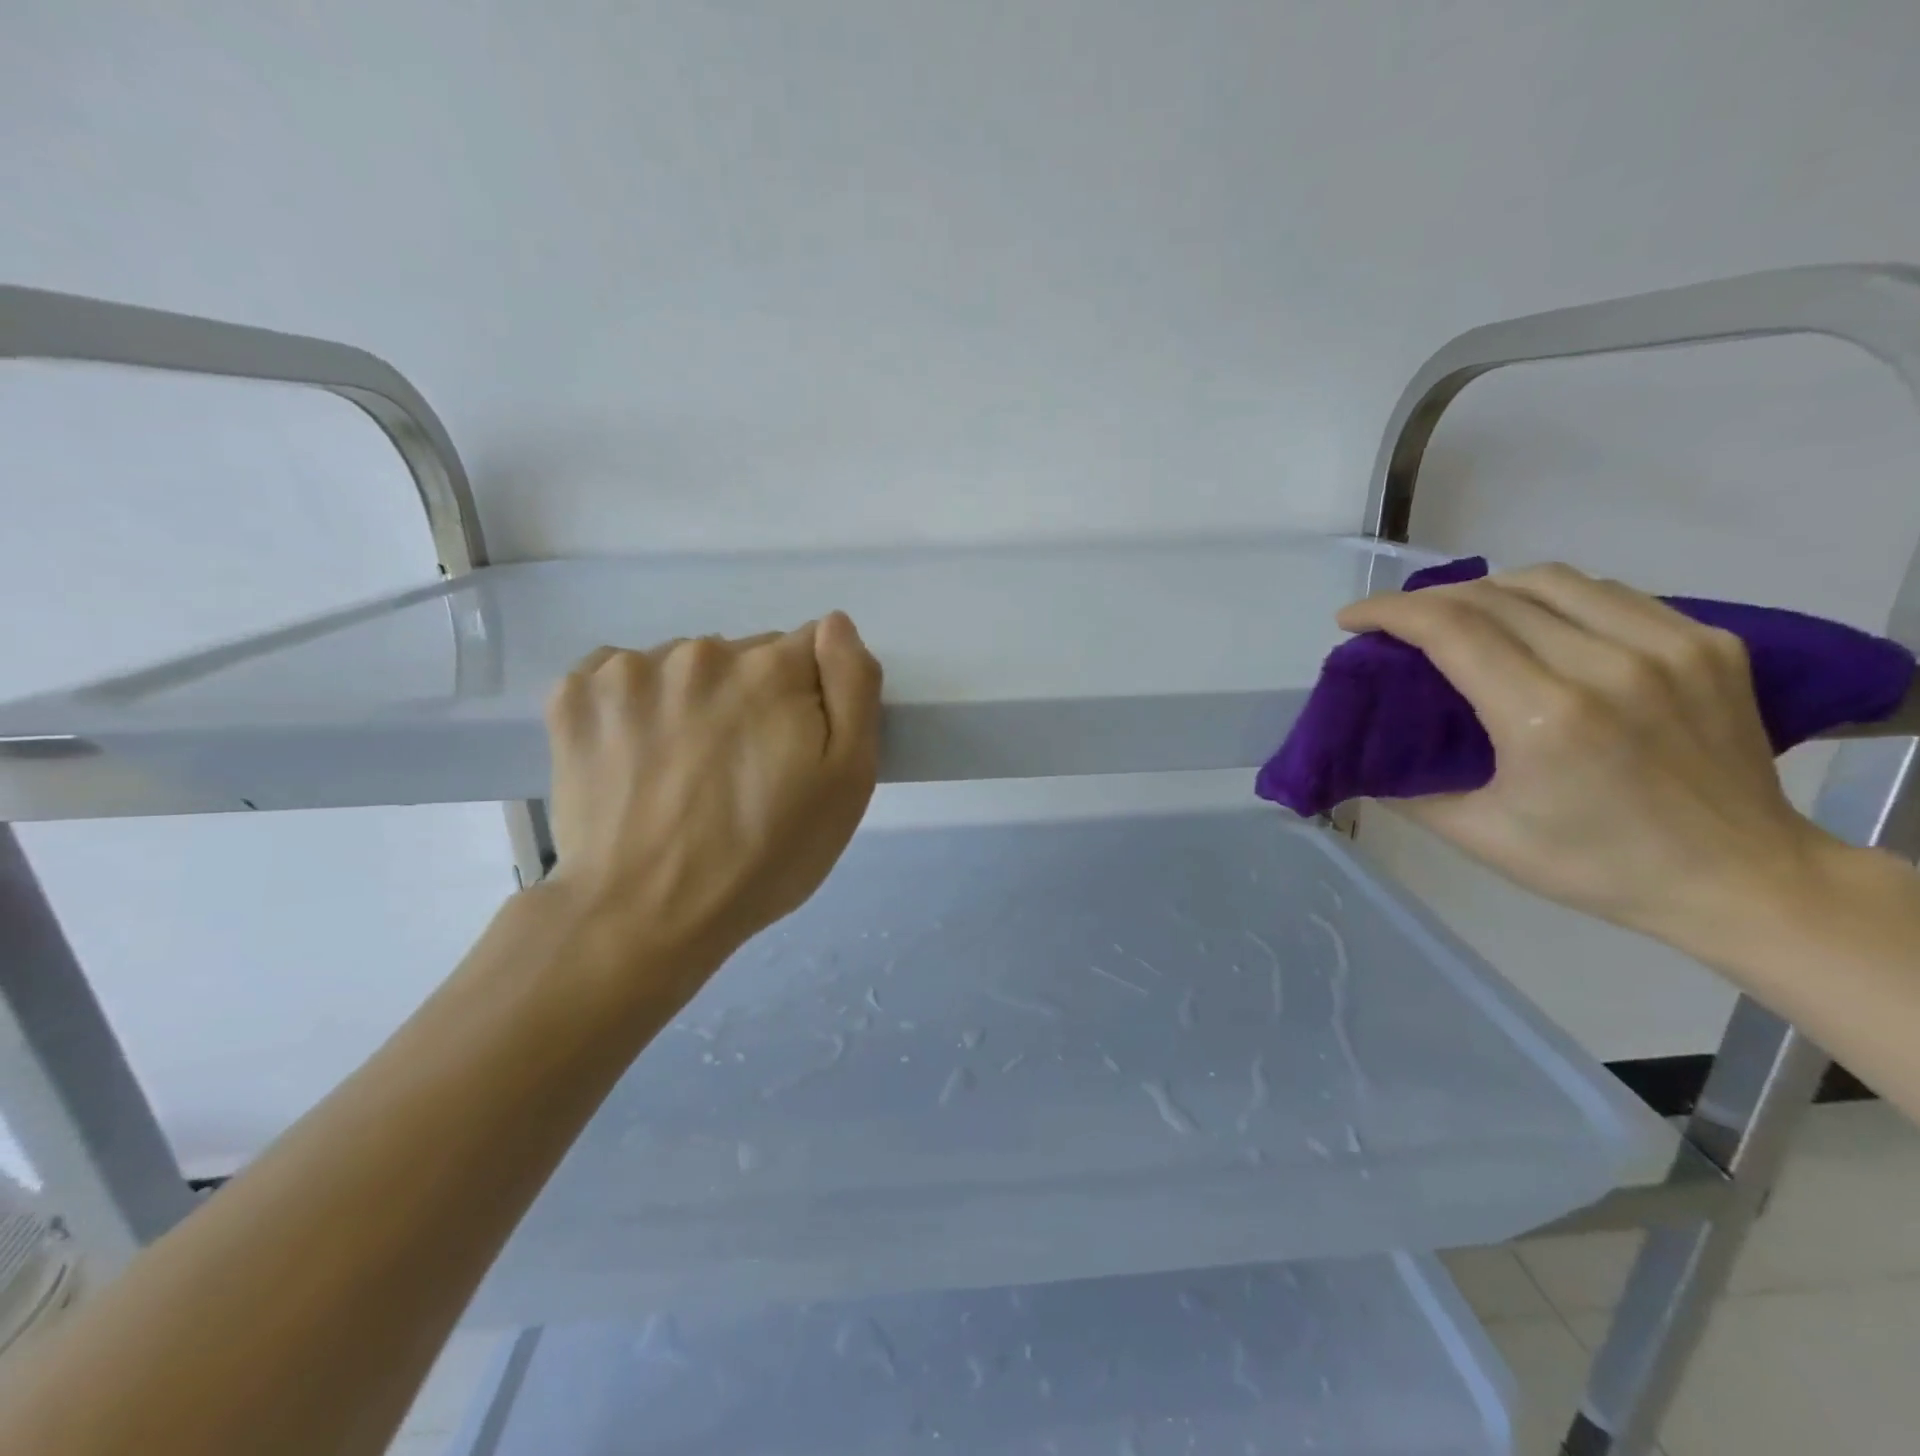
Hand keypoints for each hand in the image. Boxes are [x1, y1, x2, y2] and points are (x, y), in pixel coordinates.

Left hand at [538, 613, 882, 1000]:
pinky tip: (635, 756)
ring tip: (683, 772)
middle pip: (745, 657)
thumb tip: (836, 626)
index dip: (809, 699)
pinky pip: (621, 678)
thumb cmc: (763, 857)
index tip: (793, 749)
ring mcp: (629, 670)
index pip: (807, 650)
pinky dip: (634, 707)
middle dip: (752, 699)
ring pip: (684, 668)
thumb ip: (854, 687)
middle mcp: (701, 651)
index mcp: (770, 668)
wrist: (641, 915)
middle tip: (740, 772)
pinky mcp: (573, 695)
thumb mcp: (847, 783)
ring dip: (692, 701)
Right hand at [1338, 563, 1839, 950]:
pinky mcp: (1708, 641)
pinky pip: (1607, 593)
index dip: (1388, 612)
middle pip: (1492, 595)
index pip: (1451, 628)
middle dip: (1424, 600)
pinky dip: (1549, 597)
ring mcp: (1670, 646)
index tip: (1351, 619)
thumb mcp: (1479, 835)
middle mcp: (1609, 665)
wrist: (1742, 877)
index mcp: (1547, 717)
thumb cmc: (1596, 865)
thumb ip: (1405, 788)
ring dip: (1484, 589)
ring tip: (1456, 615)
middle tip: (1393, 624)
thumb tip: (1359, 753)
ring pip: (1550, 580)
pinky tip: (1531, 622)